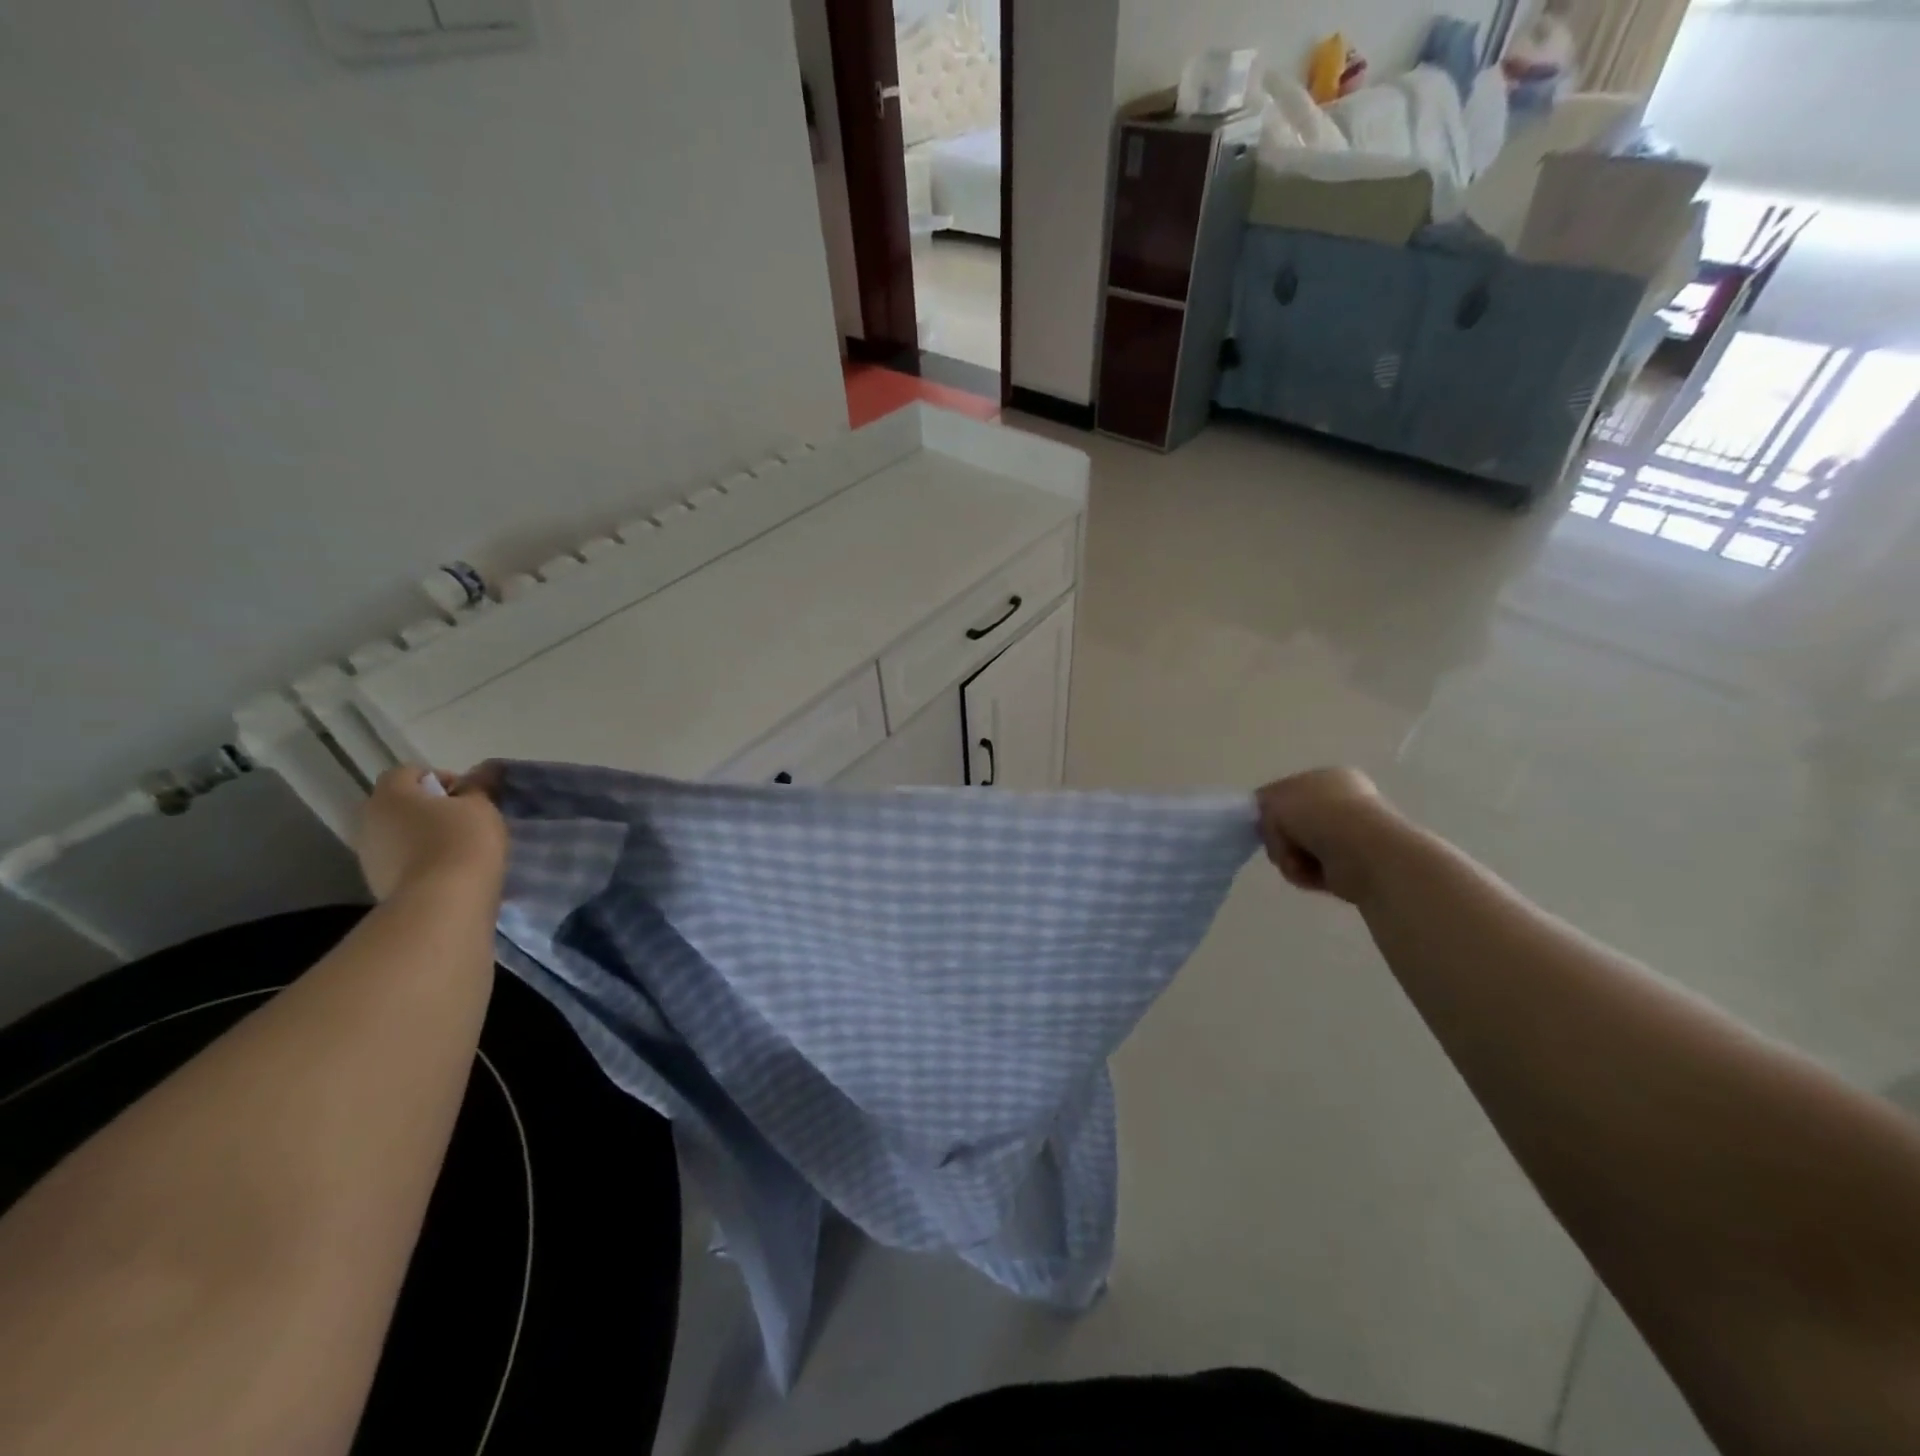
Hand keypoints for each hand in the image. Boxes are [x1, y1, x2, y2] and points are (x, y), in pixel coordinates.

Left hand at [356, 765, 507, 903]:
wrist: (442, 903)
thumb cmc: (463, 842)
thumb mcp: (482, 806)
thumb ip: (478, 787)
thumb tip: (481, 773)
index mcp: (391, 795)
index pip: (408, 772)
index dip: (439, 777)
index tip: (467, 795)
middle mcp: (369, 821)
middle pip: (399, 805)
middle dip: (429, 809)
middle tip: (465, 820)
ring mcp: (368, 856)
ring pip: (398, 835)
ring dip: (423, 837)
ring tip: (458, 850)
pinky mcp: (376, 885)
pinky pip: (400, 862)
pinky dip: (420, 862)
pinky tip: (447, 872)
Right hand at [1255, 767, 1402, 904]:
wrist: (1361, 851)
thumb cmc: (1317, 815)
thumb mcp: (1275, 799)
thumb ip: (1263, 804)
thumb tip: (1266, 820)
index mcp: (1327, 778)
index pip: (1288, 793)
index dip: (1271, 809)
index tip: (1263, 823)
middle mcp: (1341, 804)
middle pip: (1291, 825)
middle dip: (1280, 838)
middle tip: (1281, 843)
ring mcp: (1349, 836)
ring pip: (1298, 850)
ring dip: (1290, 858)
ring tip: (1299, 862)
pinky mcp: (1350, 867)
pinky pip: (1312, 871)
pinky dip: (1306, 874)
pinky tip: (1312, 874)